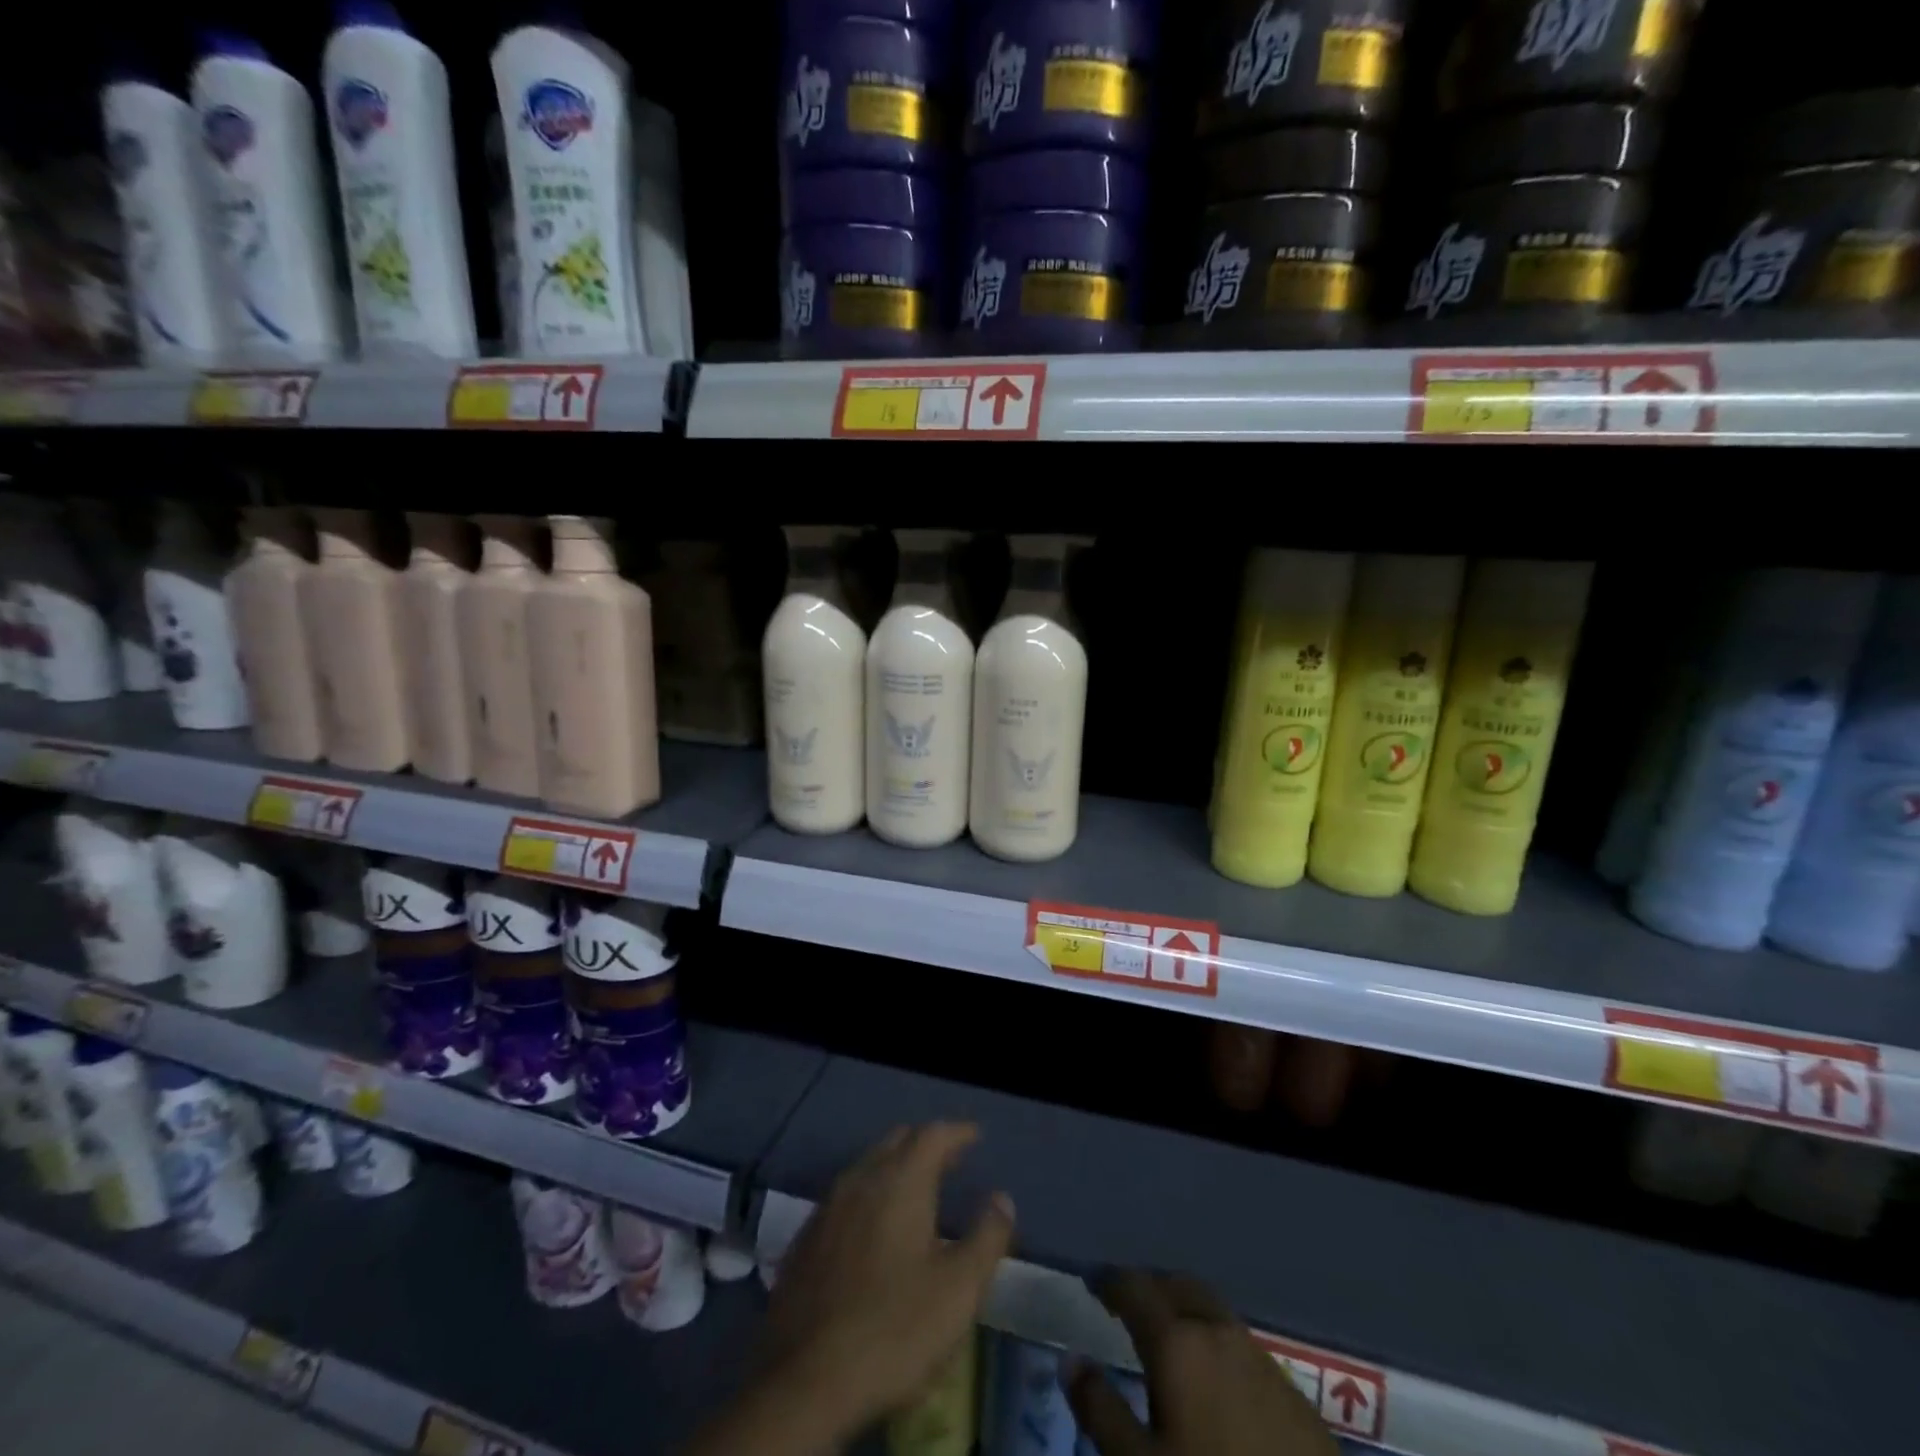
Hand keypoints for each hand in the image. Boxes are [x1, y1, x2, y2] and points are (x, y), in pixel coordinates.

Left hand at [758, 1122, 1015, 1438]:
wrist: (804, 1381)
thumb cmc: (894, 1328)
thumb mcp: (959, 1289)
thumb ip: (986, 1237)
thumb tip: (1002, 1198)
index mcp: (901, 1180)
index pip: (933, 1134)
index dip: (958, 1131)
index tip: (976, 1136)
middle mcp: (861, 1178)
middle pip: (898, 1141)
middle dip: (926, 1144)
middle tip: (951, 1160)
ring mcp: (828, 1206)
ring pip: (868, 1166)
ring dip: (896, 1167)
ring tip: (918, 1190)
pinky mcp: (806, 1238)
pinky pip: (846, 1196)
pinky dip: (870, 1194)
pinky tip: (875, 1227)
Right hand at [1067, 1271, 1338, 1455]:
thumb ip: (1101, 1408)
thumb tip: (1071, 1358)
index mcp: (1177, 1340)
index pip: (1134, 1287)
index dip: (1109, 1280)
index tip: (1092, 1281)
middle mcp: (1217, 1331)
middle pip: (1177, 1286)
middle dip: (1149, 1287)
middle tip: (1127, 1304)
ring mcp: (1259, 1356)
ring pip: (1211, 1311)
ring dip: (1184, 1311)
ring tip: (1167, 1338)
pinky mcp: (1290, 1389)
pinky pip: (1239, 1343)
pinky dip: (1214, 1342)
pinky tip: (1213, 1379)